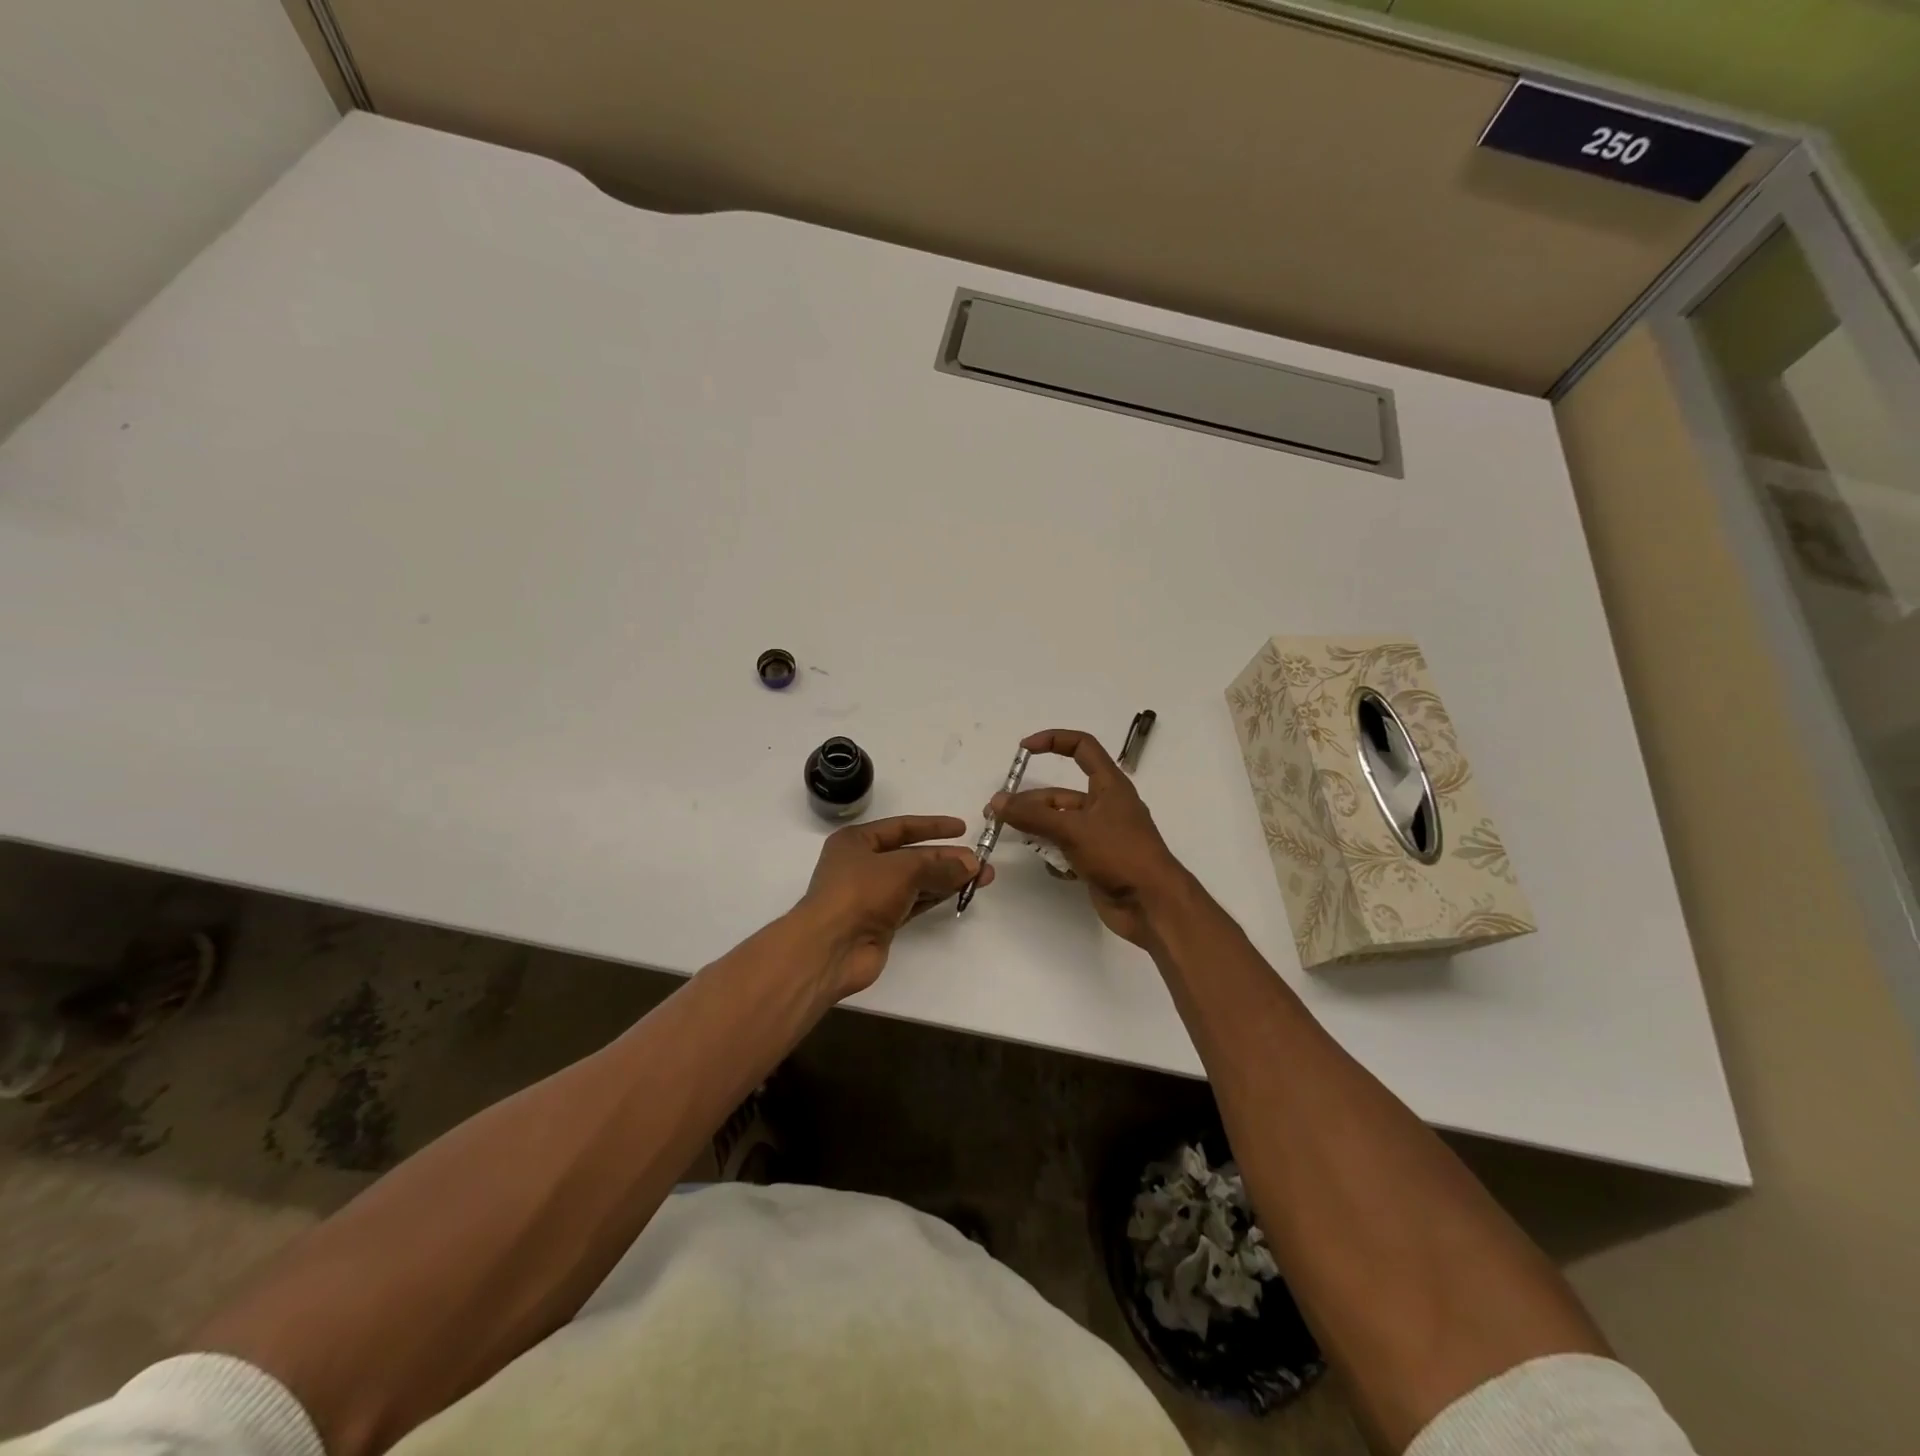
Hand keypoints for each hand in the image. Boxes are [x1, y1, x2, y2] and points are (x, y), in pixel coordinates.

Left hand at [796, 815, 989, 998]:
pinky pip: (914, 903)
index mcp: (856, 841)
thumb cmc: (860, 893)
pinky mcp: (881, 922)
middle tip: (980, 861)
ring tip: (981, 877)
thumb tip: (971, 864)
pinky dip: (936, 897)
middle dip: (945, 858)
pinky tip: (959, 893)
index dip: (932, 826)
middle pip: (911, 856)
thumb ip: (938, 865)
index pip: (901, 827)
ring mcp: (871, 895)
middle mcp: (862, 865)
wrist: (831, 948)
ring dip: (946, 878)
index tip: (962, 828)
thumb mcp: (902, 869)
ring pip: (916, 881)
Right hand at [990, 729, 1186, 947]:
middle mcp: (1105, 806)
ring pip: (1059, 823)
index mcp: (1109, 785)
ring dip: (1036, 828)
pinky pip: (1066, 849)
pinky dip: (1053, 854)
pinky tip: (1047, 864)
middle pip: (1060, 794)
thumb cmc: (1120, 855)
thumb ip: (1034, 815)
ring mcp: (1100, 835)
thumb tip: (997, 801)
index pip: (1082, 747)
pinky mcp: (1096, 860)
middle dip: (1029, 801)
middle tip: (994, 812)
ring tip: (1008, 835)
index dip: (1053, 741)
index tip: (1023, 748)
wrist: (1152, 905)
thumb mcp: (1074, 829)